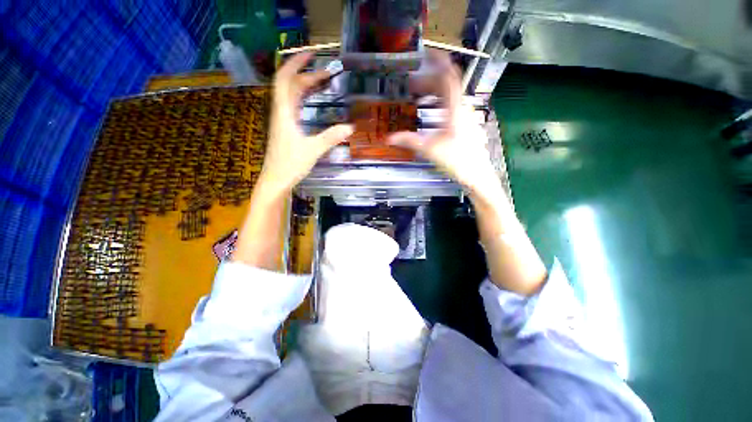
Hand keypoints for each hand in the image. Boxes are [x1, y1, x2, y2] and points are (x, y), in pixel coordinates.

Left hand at [258, 53, 352, 194]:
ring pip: (291, 95)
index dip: (295, 63)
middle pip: (290, 85)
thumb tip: (350, 127)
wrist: (276, 179)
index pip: (285, 79)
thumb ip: (330, 138)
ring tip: (321, 82)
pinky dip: (303, 98)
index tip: (311, 54)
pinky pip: (293, 106)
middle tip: (327, 73)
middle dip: (306, 74)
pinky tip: (312, 101)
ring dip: (304, 85)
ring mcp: (282, 120)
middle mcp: (281, 112)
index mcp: (284, 113)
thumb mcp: (313, 150)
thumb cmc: (290, 165)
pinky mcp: (285, 129)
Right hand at [387, 52, 502, 202]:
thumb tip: (388, 138)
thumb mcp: (430, 150)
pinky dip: (439, 100)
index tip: (426, 53)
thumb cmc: (457, 160)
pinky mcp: (464, 122)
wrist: (476, 174)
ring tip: (417, 93)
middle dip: (429, 79)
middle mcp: (462, 107)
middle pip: (447, 83)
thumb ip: (409, 141)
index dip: (439, 61)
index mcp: (455, 108)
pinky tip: (429, 109)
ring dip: (433, 90)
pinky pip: (451, 104)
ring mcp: (465, 114)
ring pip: (449, 94)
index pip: (448, 76)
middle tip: (411, 82)